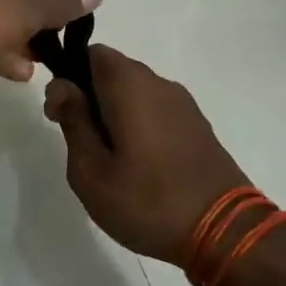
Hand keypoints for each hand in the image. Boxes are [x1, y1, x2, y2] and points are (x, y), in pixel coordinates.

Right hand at [45, 45, 250, 262]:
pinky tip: (138, 166)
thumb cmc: (147, 200)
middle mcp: (159, 82)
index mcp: (130, 84)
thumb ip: (73, 120)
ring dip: (114, 114)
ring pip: (135, 92)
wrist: (225, 233)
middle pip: (113, 72)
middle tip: (80, 143)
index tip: (60, 115)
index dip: (69, 76)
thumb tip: (62, 86)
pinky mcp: (198, 126)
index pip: (91, 53)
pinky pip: (156, 110)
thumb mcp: (91, 169)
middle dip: (90, 97)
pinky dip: (139, 126)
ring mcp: (183, 104)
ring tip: (108, 161)